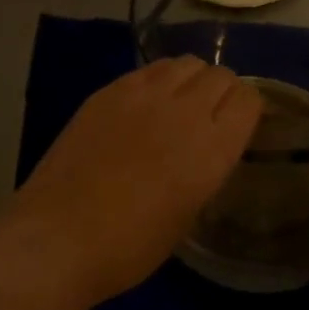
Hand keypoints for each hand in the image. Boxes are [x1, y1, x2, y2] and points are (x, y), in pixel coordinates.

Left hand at [8, 57, 262, 306]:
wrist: (60, 234)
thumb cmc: (129, 247)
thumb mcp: (187, 215)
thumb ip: (204, 169)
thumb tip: (205, 147)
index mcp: (212, 149)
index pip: (248, 99)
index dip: (248, 107)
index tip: (240, 122)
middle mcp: (185, 111)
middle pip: (220, 74)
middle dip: (223, 89)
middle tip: (211, 112)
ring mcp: (144, 94)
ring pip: (186, 63)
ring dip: (192, 79)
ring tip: (179, 101)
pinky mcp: (110, 89)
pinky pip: (149, 69)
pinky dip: (159, 79)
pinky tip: (146, 102)